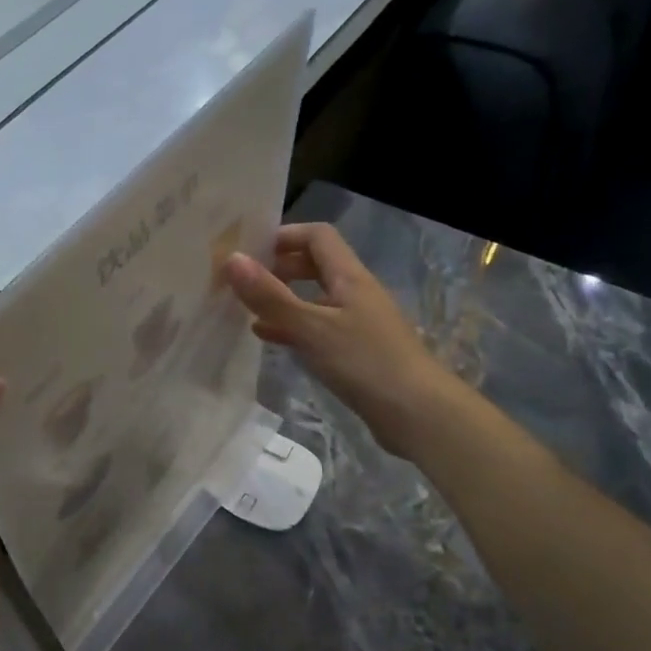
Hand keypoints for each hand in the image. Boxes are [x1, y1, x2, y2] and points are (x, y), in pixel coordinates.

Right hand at [225, 223, 463, 456]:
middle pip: (315, 265)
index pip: (317, 236)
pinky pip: (318, 327)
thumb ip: (270, 296)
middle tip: (244, 281)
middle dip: (279, 267)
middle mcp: (355, 293)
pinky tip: (269, 338)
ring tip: (248, 310)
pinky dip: (292, 327)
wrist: (418, 414)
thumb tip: (231, 259)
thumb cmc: (365, 362)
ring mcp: (358, 323)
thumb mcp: (311, 327)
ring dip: (283, 299)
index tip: (249, 251)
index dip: (283, 236)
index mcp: (349, 277)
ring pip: (314, 298)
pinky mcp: (356, 351)